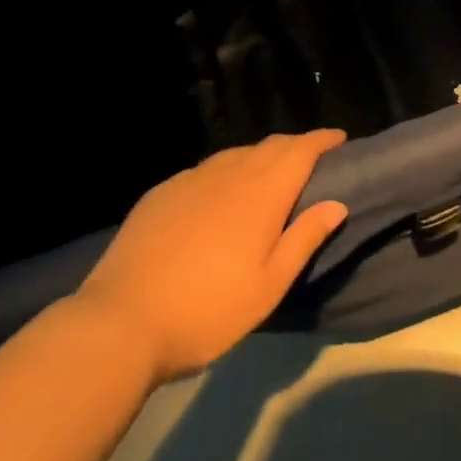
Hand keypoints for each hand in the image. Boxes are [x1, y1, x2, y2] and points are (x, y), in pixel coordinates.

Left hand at [74, 130, 349, 381]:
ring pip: (236, 154)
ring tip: (269, 173)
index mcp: (262, 193)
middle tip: (311, 158)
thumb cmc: (207, 310)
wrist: (121, 322)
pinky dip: (226, 171)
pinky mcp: (162, 192)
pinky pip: (205, 170)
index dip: (323, 139)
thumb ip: (304, 238)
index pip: (301, 150)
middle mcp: (229, 174)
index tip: (340, 138)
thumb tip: (337, 203)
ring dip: (260, 156)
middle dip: (295, 145)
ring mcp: (191, 180)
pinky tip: (219, 193)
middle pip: (270, 145)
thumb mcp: (268, 286)